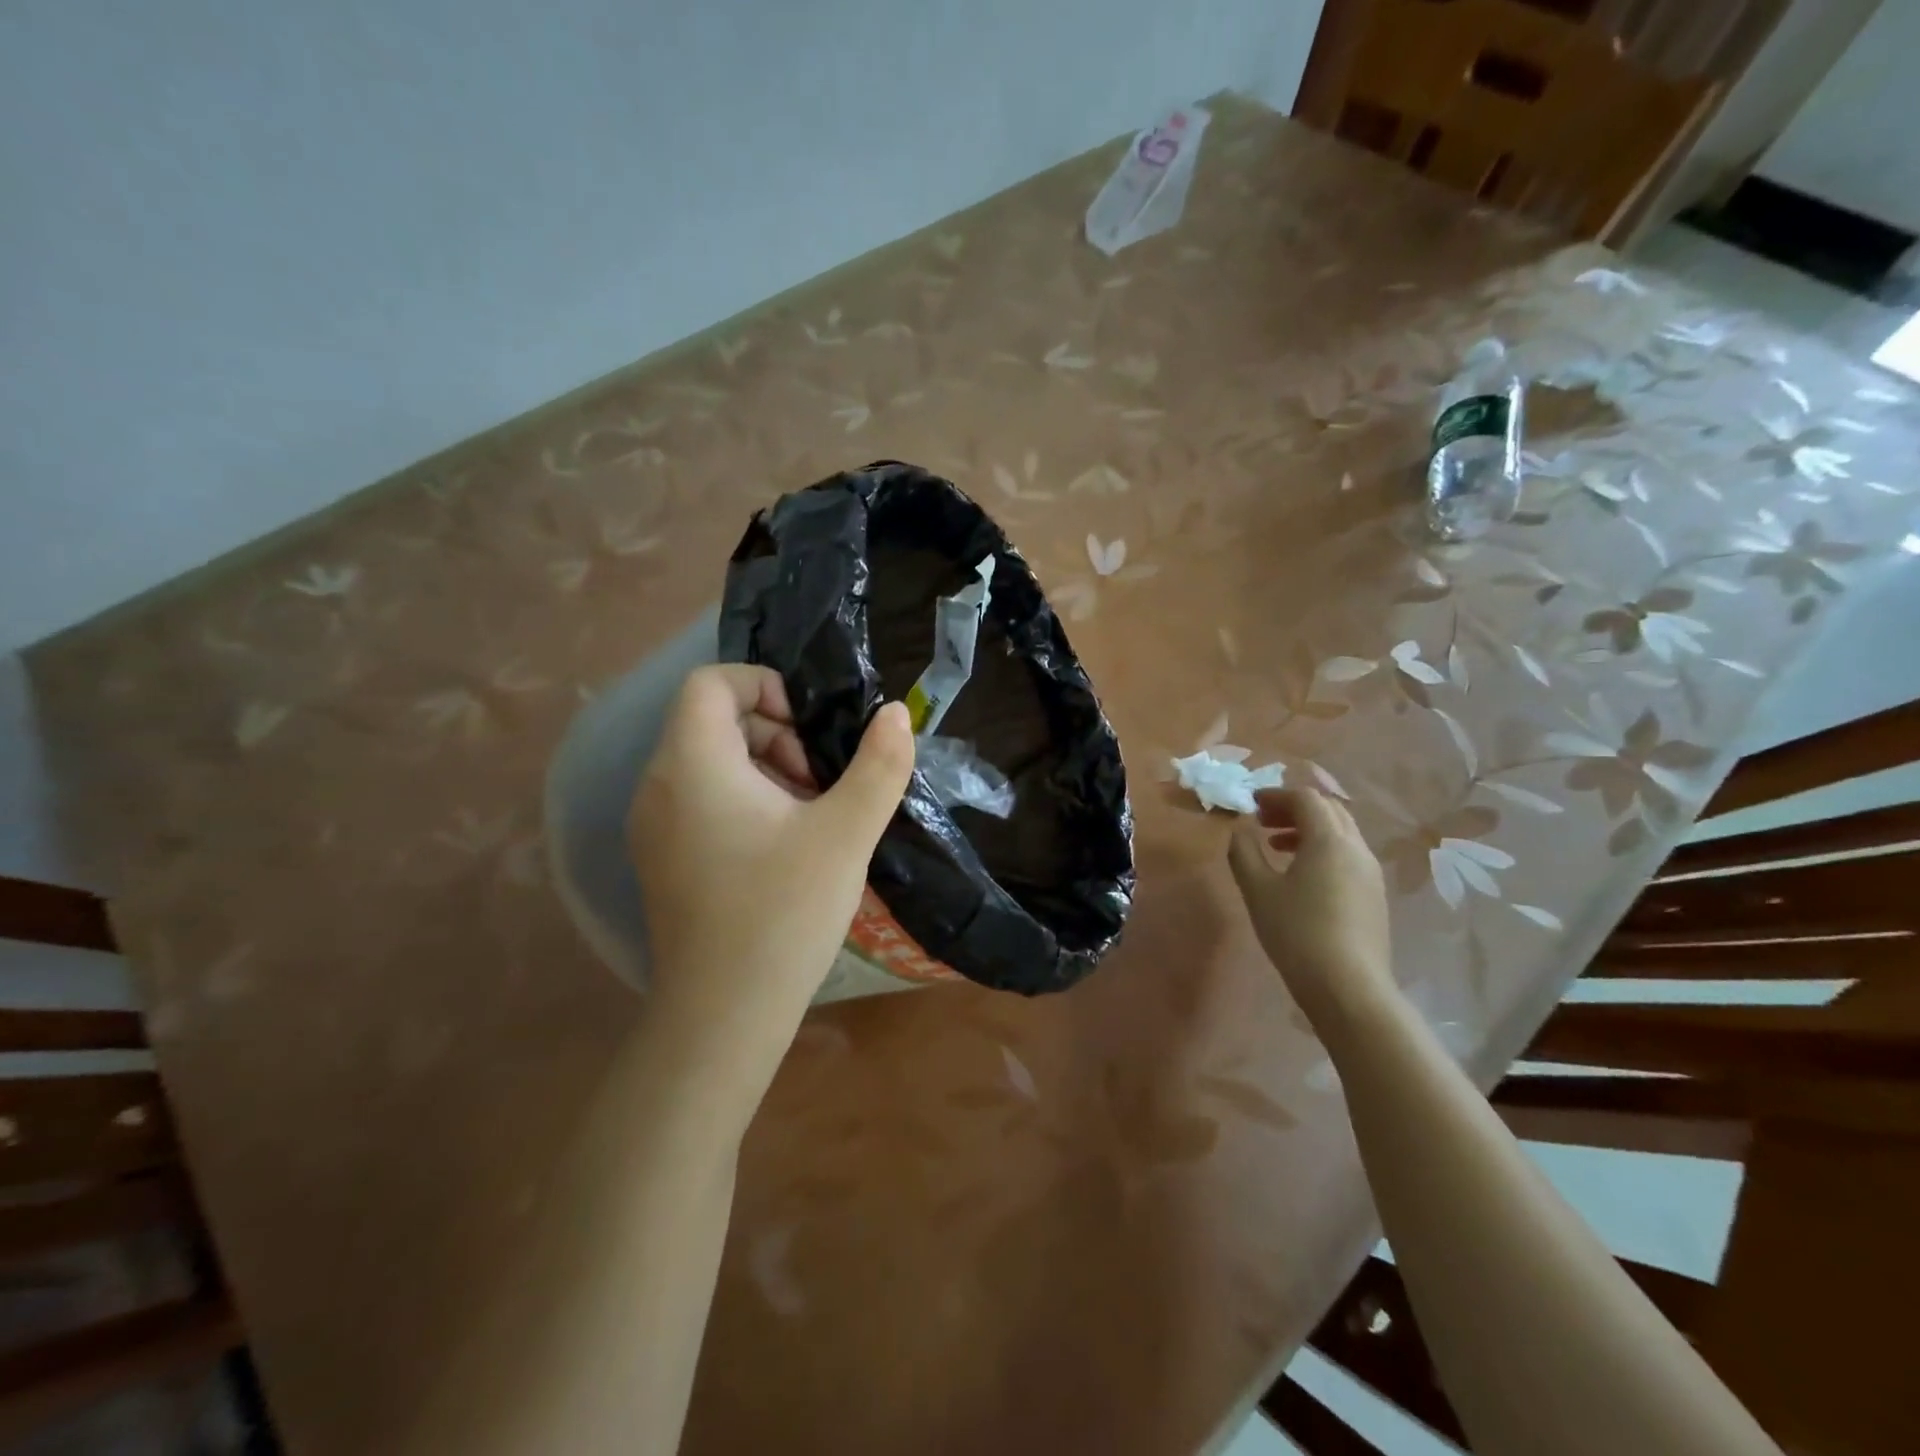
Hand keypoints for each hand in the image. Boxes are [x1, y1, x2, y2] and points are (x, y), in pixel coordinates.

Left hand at [629, 664, 914, 1056]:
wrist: (723, 1016)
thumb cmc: (783, 914)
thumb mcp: (845, 834)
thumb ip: (878, 765)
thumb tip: (896, 714)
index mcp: (693, 765)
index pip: (710, 682)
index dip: (764, 685)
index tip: (810, 727)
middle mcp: (658, 785)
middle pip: (712, 720)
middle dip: (775, 732)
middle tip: (820, 780)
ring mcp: (654, 825)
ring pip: (709, 761)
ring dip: (765, 767)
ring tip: (811, 814)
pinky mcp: (663, 858)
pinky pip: (700, 799)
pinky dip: (744, 799)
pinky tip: (785, 845)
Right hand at [1227, 787, 1396, 1031]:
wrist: (1348, 987)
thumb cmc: (1297, 932)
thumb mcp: (1258, 890)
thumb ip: (1244, 853)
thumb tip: (1241, 830)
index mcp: (1329, 840)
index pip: (1306, 798)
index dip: (1276, 795)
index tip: (1251, 804)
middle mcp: (1356, 848)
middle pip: (1329, 810)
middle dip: (1294, 808)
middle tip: (1263, 821)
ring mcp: (1370, 872)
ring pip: (1341, 833)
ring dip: (1309, 829)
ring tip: (1277, 847)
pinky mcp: (1374, 895)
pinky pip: (1347, 855)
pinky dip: (1322, 850)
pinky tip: (1301, 876)